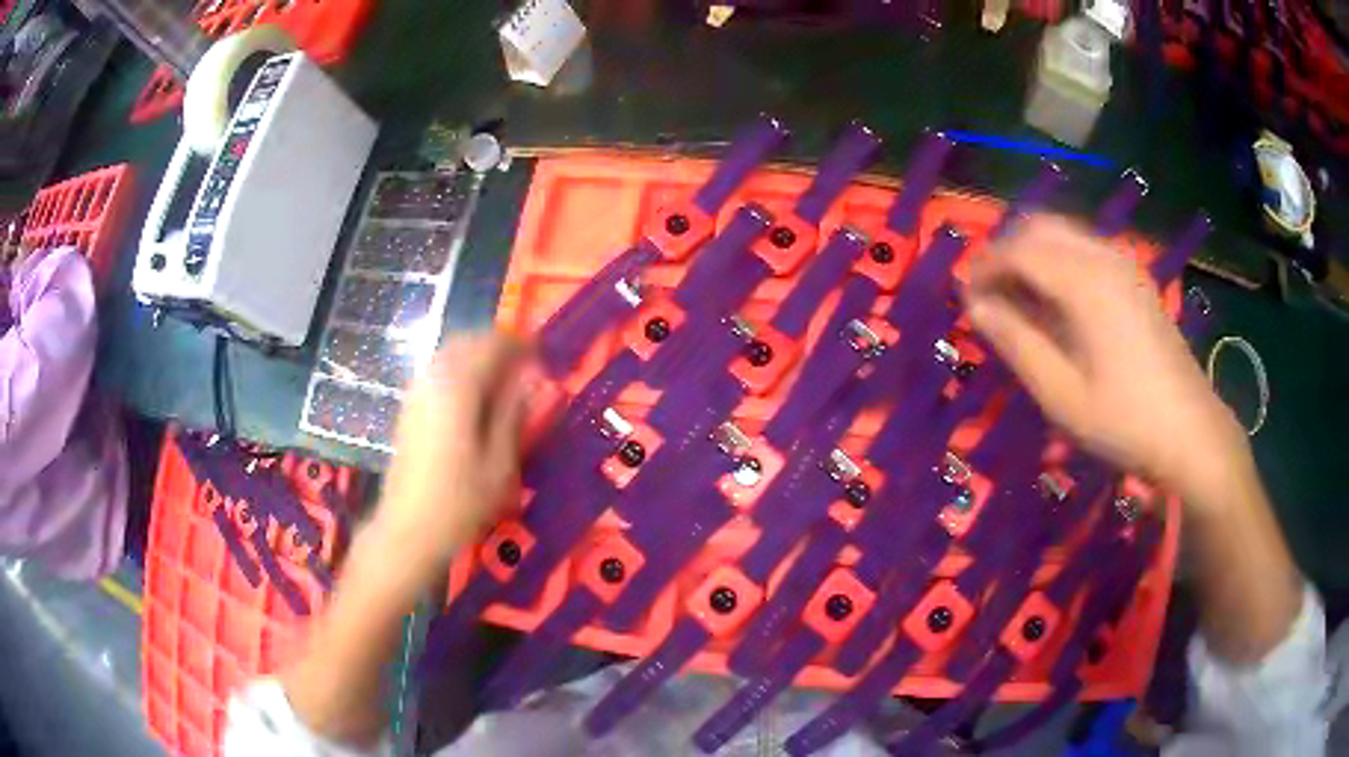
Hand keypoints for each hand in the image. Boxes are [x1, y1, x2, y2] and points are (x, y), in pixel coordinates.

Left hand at [366, 332, 530, 594]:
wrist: (408, 529)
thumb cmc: (461, 502)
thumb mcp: (500, 463)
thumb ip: (515, 413)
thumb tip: (535, 378)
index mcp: (459, 387)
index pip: (493, 345)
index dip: (522, 346)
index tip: (545, 359)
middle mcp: (433, 379)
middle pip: (467, 341)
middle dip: (498, 346)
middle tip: (526, 366)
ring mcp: (416, 392)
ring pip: (449, 354)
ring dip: (478, 356)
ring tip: (504, 381)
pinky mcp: (408, 408)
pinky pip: (437, 371)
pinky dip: (460, 371)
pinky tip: (474, 398)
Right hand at [963, 215, 1247, 502]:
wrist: (1191, 433)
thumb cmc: (1124, 420)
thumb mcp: (1061, 394)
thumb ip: (1016, 343)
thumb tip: (975, 306)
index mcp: (1085, 281)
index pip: (1018, 250)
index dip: (984, 268)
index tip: (965, 300)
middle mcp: (1104, 257)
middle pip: (1040, 227)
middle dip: (1006, 252)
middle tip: (989, 296)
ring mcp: (1124, 264)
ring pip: (1063, 233)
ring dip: (1032, 254)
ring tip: (1018, 300)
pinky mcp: (1136, 278)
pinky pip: (1085, 248)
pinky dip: (1058, 260)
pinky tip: (1057, 302)